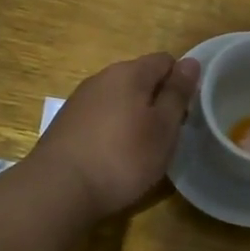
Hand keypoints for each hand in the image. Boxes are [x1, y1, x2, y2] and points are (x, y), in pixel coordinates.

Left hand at [28, 52, 201, 218]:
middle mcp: (102, 78)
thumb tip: (191, 62)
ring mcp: (80, 99)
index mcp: (129, 73)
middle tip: (166, 135)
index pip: (165, 61)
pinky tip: (113, 155)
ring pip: (119, 98)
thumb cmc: (122, 158)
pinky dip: (112, 129)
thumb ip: (177, 93)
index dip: (180, 83)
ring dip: (134, 115)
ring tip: (140, 148)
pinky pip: (100, 115)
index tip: (185, 113)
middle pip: (140, 78)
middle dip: (157, 100)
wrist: (58, 189)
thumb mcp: (163, 128)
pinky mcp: (66, 122)